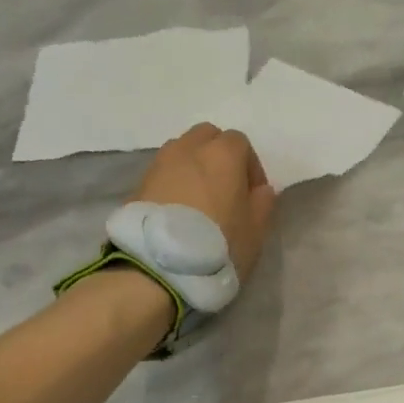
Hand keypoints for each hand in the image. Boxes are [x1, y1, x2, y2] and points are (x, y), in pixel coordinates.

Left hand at [133, 123, 275, 280]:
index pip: (240, 142)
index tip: (253, 193)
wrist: (160, 266)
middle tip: (226, 188)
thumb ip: (263, 204)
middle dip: (219, 155)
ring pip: (182, 150)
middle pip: (207, 136)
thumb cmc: (219, 244)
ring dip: (194, 166)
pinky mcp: (139, 183)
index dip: (250, 166)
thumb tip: (262, 190)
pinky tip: (180, 210)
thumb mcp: (256, 230)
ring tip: (200, 199)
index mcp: (223, 154)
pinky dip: (174, 181)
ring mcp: (160, 163)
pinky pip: (164, 171)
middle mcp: (189, 149)